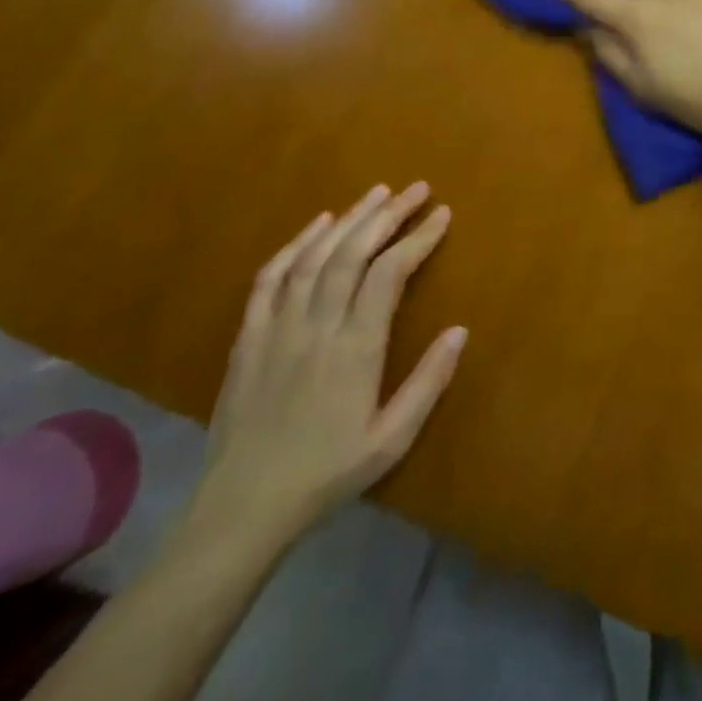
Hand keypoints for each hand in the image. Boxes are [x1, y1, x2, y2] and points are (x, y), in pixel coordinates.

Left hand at [195, 183, 467, 542]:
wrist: (240, 511)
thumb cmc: (326, 474)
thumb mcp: (391, 440)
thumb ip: (428, 383)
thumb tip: (460, 330)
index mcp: (354, 349)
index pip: (389, 273)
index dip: (417, 238)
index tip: (441, 214)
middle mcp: (315, 328)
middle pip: (352, 254)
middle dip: (388, 215)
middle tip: (417, 189)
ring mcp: (276, 330)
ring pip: (314, 258)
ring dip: (348, 220)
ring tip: (377, 193)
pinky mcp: (248, 340)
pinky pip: (269, 280)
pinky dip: (295, 245)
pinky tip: (317, 224)